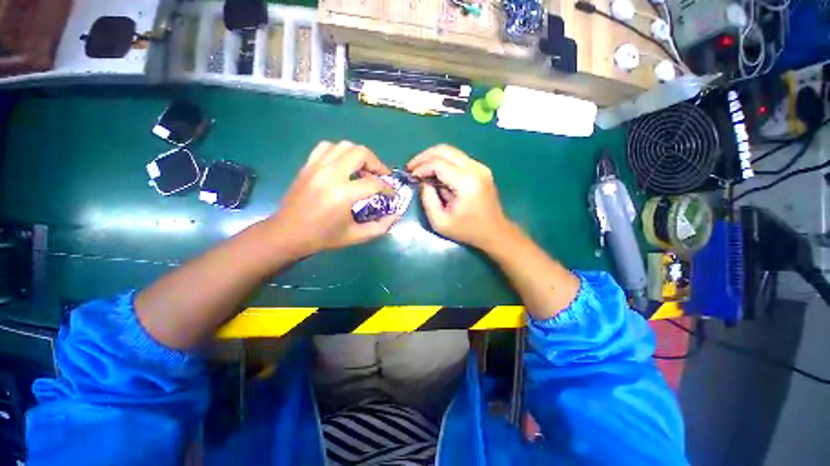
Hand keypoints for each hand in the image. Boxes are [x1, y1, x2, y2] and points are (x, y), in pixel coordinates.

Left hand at [269, 140, 397, 256]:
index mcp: (343, 194)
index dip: (388, 188)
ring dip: (360, 156)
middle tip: (381, 176)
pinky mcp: (308, 165)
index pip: (374, 183)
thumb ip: (380, 226)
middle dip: (377, 164)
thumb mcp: (356, 236)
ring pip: (345, 146)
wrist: (288, 233)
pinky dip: (340, 152)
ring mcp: (317, 167)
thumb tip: (397, 215)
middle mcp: (331, 175)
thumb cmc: (324, 237)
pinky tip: (343, 165)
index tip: (391, 194)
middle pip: (361, 153)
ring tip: (363, 170)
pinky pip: (327, 147)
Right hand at [407, 145, 511, 249]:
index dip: (421, 167)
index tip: (410, 176)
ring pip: (451, 151)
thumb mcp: (440, 222)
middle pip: (444, 150)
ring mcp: (480, 167)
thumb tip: (423, 181)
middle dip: (424, 157)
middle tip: (411, 168)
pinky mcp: (481, 169)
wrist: (494, 232)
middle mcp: (475, 168)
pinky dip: (443, 162)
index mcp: (466, 182)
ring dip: (433, 158)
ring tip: (420, 170)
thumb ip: (427, 199)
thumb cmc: (467, 230)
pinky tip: (435, 173)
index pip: (438, 163)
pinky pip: (457, 158)